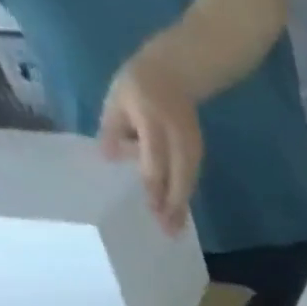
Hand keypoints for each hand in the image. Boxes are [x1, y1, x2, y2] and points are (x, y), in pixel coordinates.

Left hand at [100, 50, 204, 235]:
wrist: (173, 74)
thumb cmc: (137, 86)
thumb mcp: (116, 100)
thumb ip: (112, 130)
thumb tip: (108, 159)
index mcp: (152, 121)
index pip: (154, 161)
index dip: (153, 186)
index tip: (152, 209)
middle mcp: (176, 139)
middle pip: (178, 179)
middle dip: (173, 206)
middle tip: (168, 232)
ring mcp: (191, 148)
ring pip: (188, 184)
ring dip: (182, 208)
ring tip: (176, 230)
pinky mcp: (198, 155)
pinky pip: (192, 181)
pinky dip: (186, 198)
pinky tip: (180, 214)